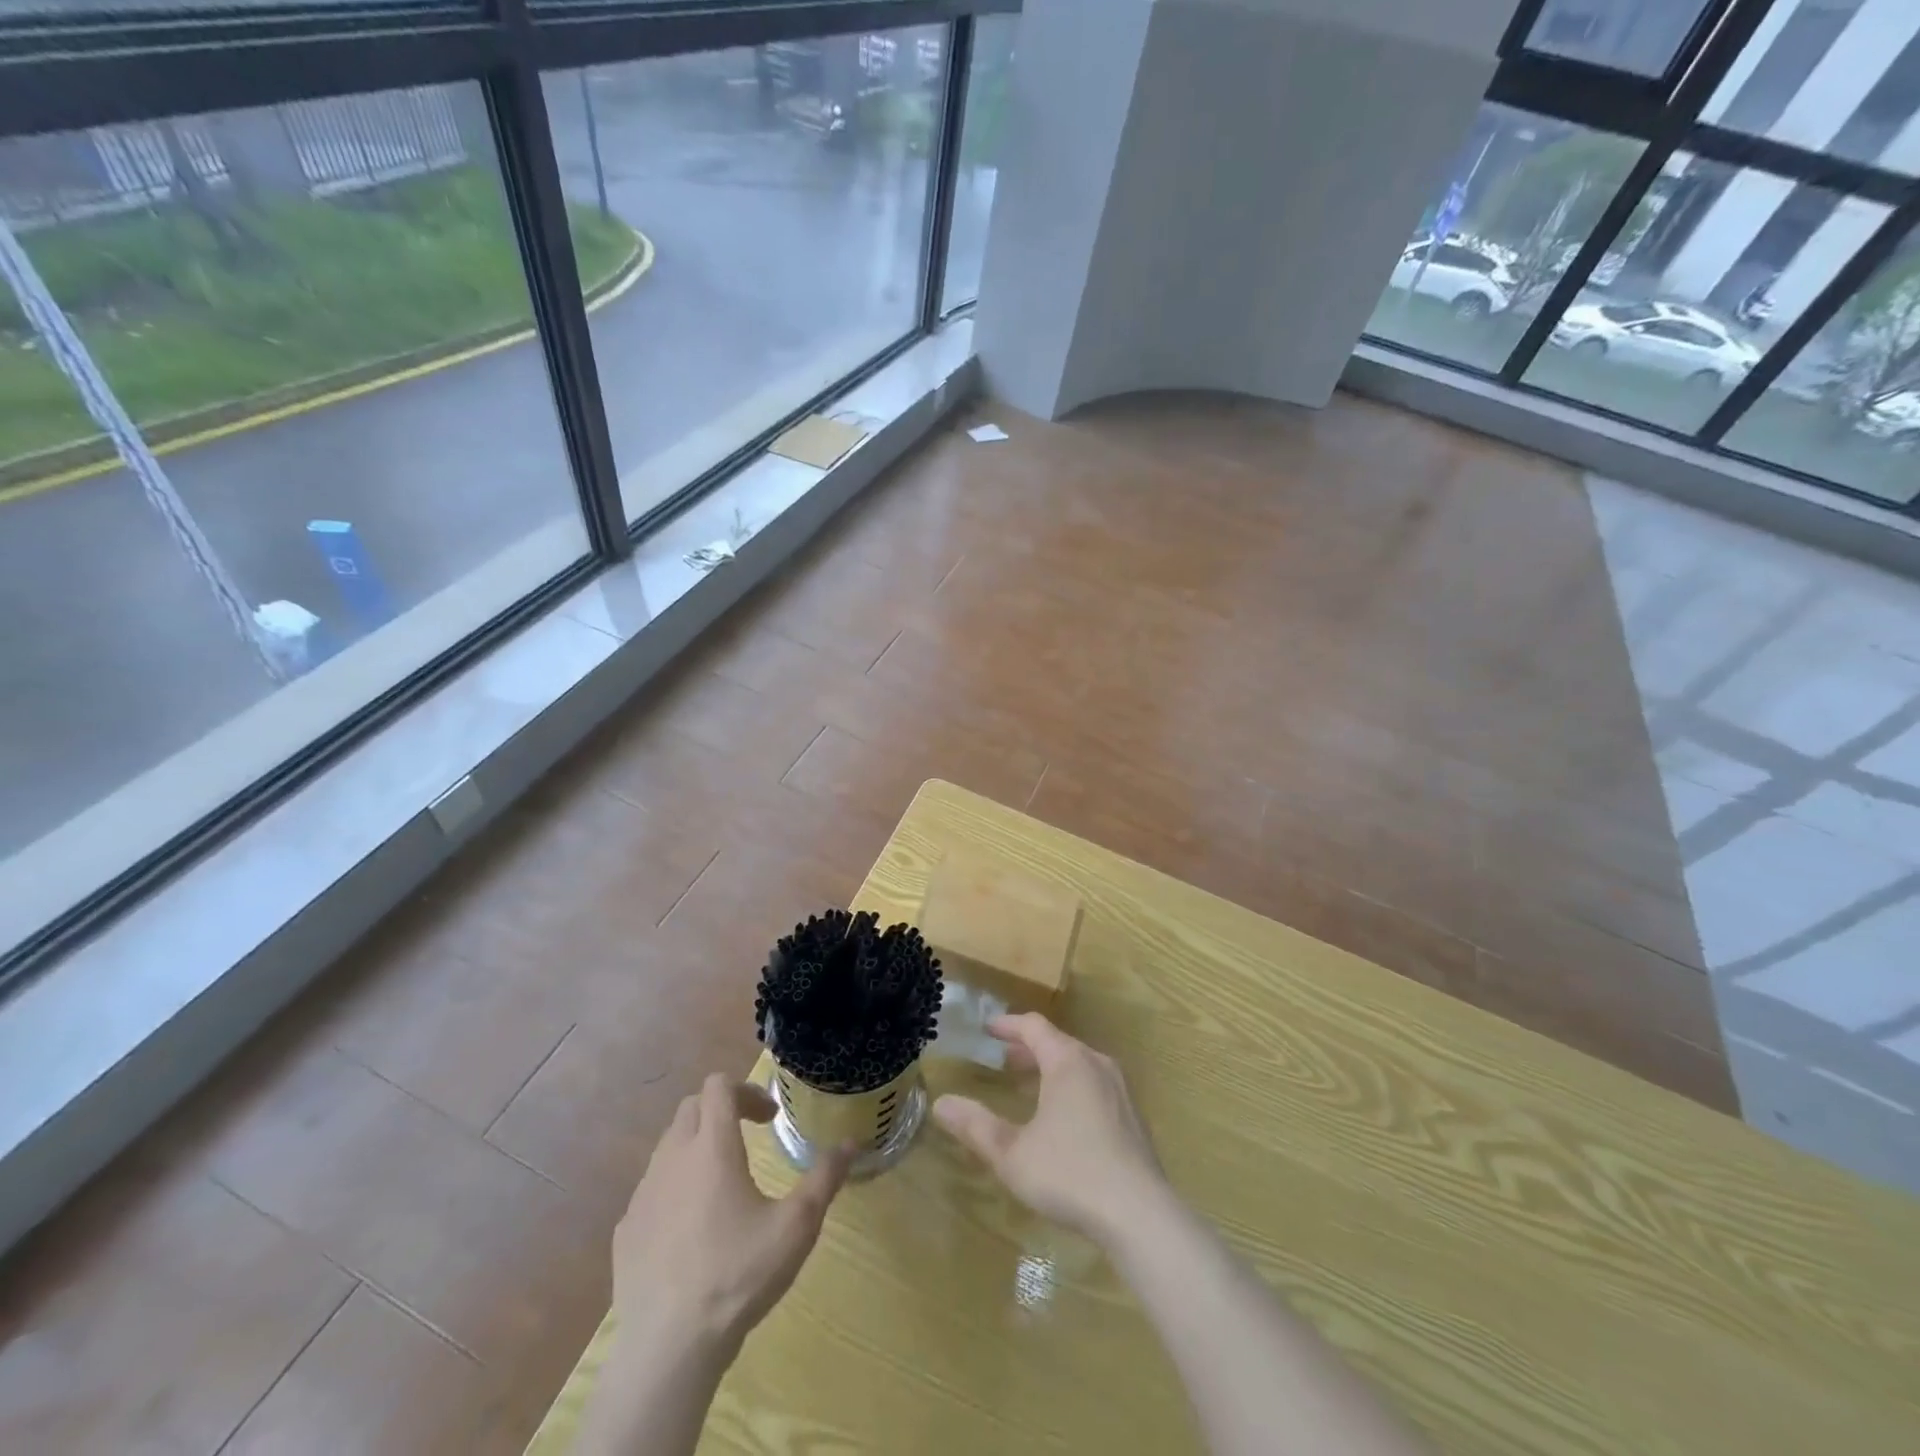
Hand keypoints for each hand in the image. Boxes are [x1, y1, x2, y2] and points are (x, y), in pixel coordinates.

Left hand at [611, 1074, 852, 1353]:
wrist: (667, 1348)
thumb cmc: (738, 1276)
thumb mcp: (797, 1226)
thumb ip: (825, 1178)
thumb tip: (851, 1143)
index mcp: (712, 1147)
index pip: (718, 1086)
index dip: (747, 1090)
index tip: (769, 1119)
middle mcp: (672, 1158)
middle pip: (691, 1107)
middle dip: (721, 1110)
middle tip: (749, 1137)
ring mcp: (643, 1194)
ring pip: (668, 1146)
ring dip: (697, 1146)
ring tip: (723, 1182)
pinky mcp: (626, 1230)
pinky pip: (652, 1188)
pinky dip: (674, 1187)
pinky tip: (692, 1228)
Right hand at [932, 1013, 1167, 1246]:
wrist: (1140, 1215)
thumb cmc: (1070, 1173)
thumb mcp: (1012, 1153)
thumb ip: (975, 1126)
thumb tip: (941, 1103)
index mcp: (1068, 1061)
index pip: (1034, 1026)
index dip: (1007, 1025)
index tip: (986, 1029)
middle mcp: (1096, 1065)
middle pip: (1058, 1043)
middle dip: (1028, 1047)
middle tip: (1002, 1058)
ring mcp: (1120, 1090)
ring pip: (1078, 1064)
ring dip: (1050, 1067)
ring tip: (1028, 1085)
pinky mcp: (1133, 1118)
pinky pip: (1094, 1085)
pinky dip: (1071, 1086)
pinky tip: (1062, 1117)